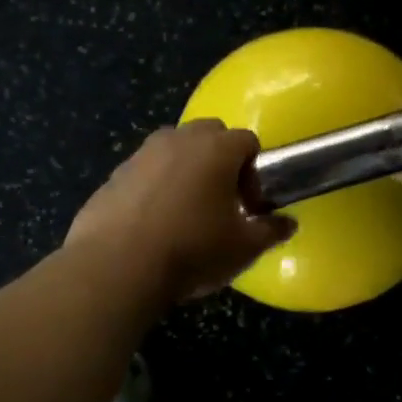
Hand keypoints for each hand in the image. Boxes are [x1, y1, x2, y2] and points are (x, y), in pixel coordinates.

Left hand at [67, 120, 295, 301]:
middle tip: (220, 201)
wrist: (117, 267)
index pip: (247, 141)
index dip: (255, 172)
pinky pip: (144, 171)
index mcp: (216, 149)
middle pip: (209, 134)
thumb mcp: (243, 248)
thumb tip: (287, 223)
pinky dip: (154, 187)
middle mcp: (178, 139)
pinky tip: (152, 224)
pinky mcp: (113, 175)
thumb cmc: (192, 250)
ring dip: (185, 169)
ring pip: (173, 149)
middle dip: (219, 159)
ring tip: (185, 212)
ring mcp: (141, 154)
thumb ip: (270, 231)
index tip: (249, 206)